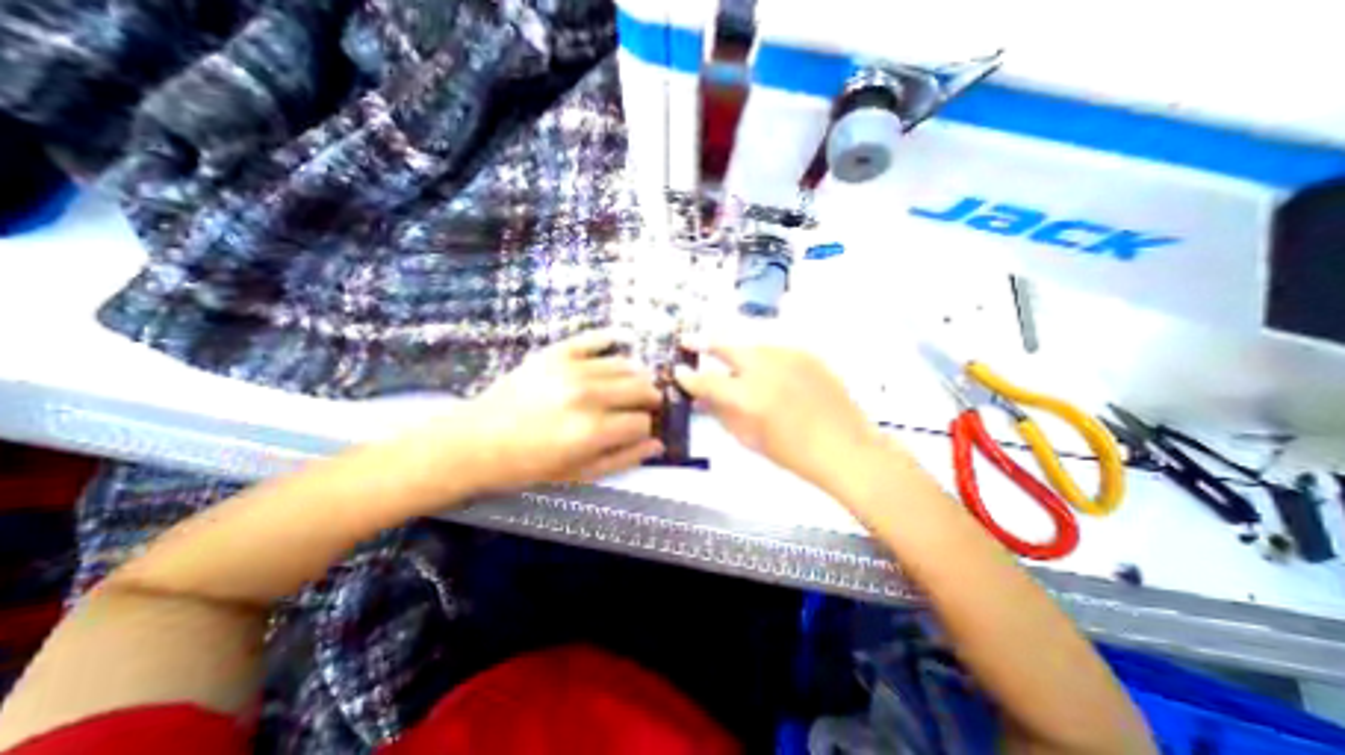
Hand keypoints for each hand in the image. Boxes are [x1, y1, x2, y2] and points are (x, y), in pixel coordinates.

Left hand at [457, 331, 659, 489]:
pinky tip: (619, 343)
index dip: (646, 427)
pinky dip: (611, 340)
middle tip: (647, 403)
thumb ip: (622, 459)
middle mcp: (588, 396)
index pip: (642, 422)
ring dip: (635, 375)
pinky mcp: (556, 353)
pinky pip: (594, 339)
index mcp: (593, 431)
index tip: (640, 428)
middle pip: (641, 388)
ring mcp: (572, 370)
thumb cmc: (529, 465)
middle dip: (650, 398)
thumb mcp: (578, 474)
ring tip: (631, 384)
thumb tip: (657, 444)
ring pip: (625, 365)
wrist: (477, 441)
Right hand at [674, 344, 884, 486]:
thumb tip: (702, 398)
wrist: (845, 447)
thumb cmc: (793, 452)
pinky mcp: (806, 354)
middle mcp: (764, 368)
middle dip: (703, 342)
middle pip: (726, 346)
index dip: (689, 377)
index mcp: (746, 396)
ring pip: (751, 345)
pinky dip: (763, 357)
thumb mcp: (749, 437)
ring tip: (732, 362)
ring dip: (737, 352)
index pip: (706, 381)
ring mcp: (787, 356)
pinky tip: (766, 370)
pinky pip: (775, 350)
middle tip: (688, 340)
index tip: (679, 372)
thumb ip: (722, 413)